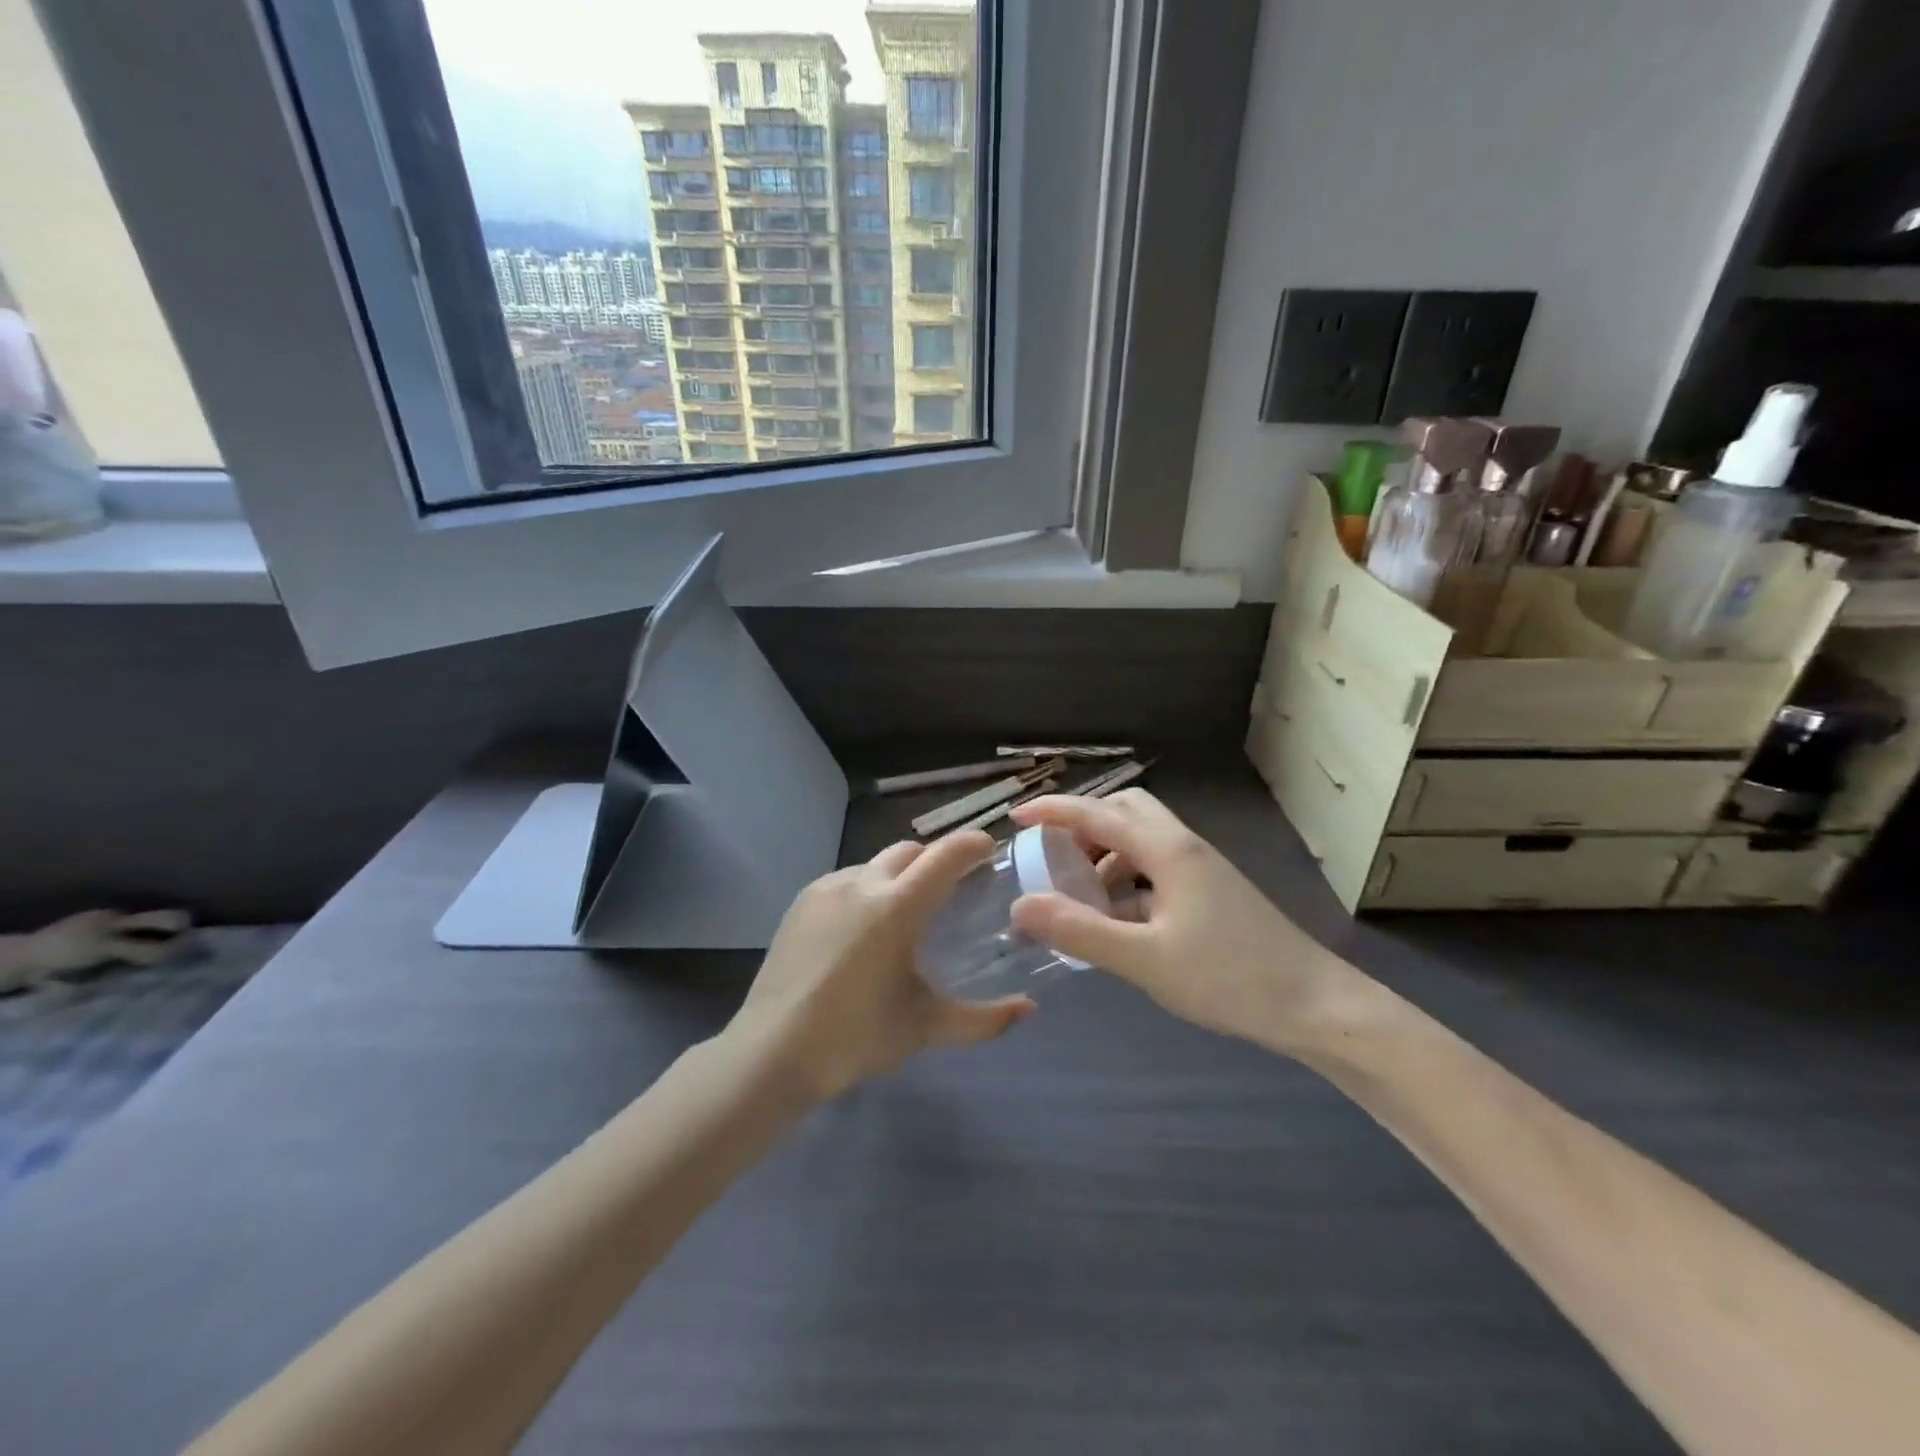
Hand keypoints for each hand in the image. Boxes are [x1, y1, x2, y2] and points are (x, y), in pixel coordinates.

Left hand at [729, 832, 1034, 1101]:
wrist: (772, 1051)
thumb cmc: (856, 1036)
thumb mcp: (925, 1026)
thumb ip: (983, 1019)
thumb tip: (1029, 1010)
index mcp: (897, 906)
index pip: (945, 855)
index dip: (972, 844)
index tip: (990, 849)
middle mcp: (862, 883)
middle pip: (910, 850)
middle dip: (935, 859)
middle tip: (951, 888)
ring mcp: (827, 888)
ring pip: (875, 864)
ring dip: (899, 875)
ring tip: (905, 913)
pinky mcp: (801, 902)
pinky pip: (846, 880)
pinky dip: (866, 890)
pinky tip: (863, 929)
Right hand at [1007, 790, 1351, 1048]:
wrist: (1314, 1005)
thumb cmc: (1229, 978)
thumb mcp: (1145, 959)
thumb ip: (1080, 931)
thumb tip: (1020, 906)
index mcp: (1167, 850)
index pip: (1098, 814)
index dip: (1053, 811)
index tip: (1015, 817)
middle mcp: (1184, 846)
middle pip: (1125, 811)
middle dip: (1083, 825)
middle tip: (1052, 855)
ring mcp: (1201, 869)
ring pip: (1142, 840)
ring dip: (1105, 854)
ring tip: (1077, 892)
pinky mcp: (1210, 892)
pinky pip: (1156, 868)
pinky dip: (1126, 879)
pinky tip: (1116, 919)